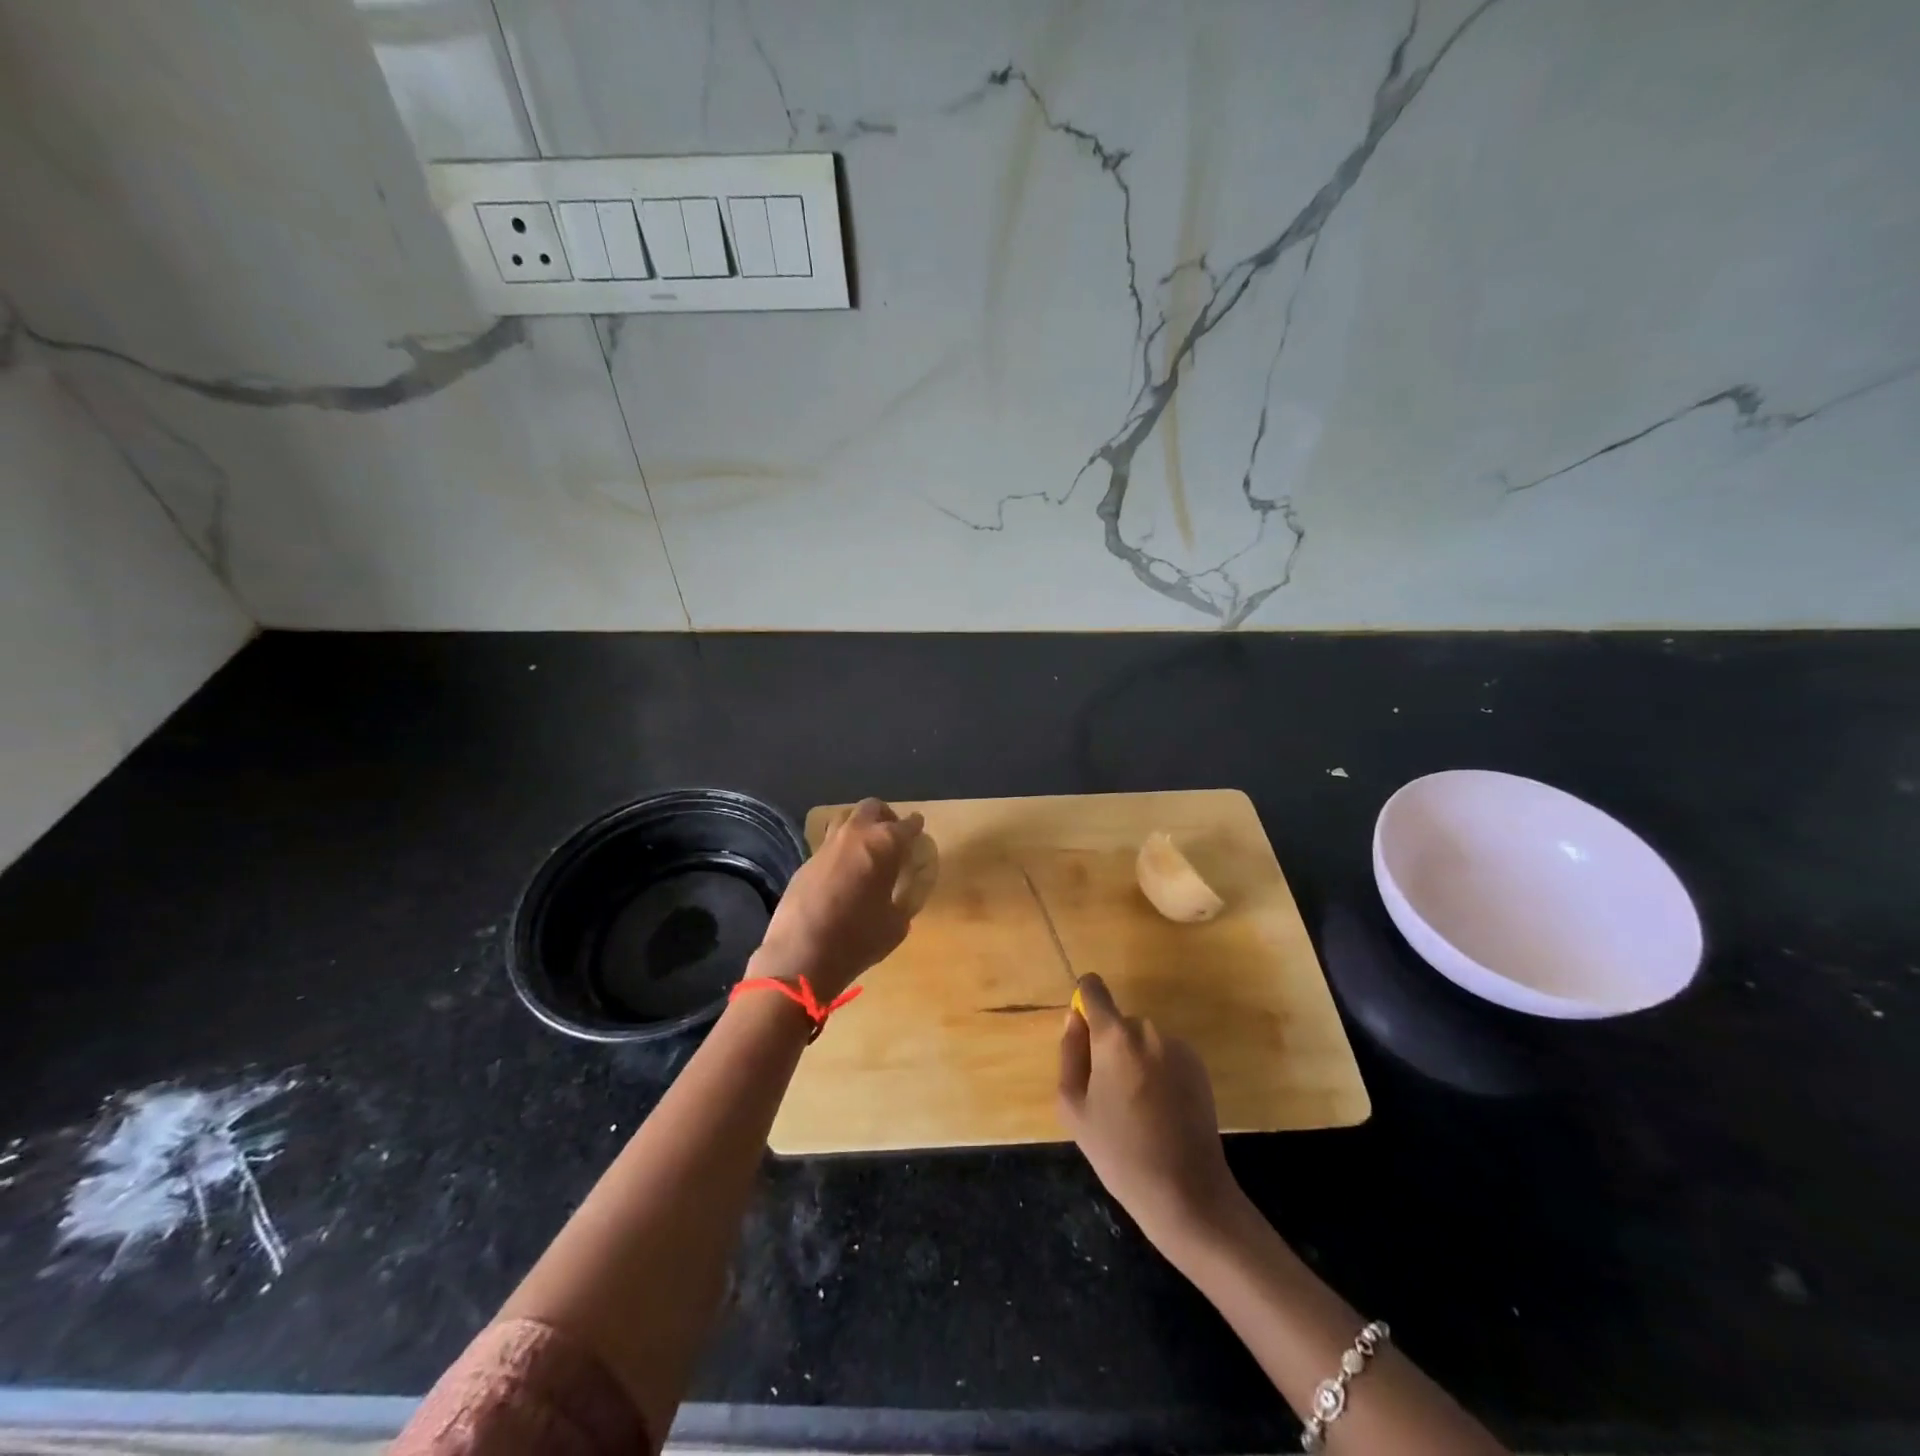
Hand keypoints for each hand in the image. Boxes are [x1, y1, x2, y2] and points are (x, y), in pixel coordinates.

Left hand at [755, 798, 923, 998]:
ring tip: (866, 849)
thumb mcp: (896, 924)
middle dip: (885, 816)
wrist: (801, 954)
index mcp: (884, 845)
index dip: (915, 826)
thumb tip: (899, 895)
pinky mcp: (806, 861)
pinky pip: (828, 845)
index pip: (907, 825)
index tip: (918, 829)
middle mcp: (855, 835)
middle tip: (892, 834)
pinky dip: (840, 850)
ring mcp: (826, 846)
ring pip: (845, 819)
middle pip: (872, 807)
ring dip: (859, 827)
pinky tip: (843, 873)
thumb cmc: (858, 939)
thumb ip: (902, 901)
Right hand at [1057, 973, 1241, 1252]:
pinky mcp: (1199, 1066)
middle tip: (1107, 1094)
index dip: (1083, 1002)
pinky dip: (1158, 1072)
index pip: (1093, 989)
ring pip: (1142, 1041)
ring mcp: (1178, 1047)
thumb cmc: (1119, 1152)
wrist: (1186, 1192)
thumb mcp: (1074, 1107)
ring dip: (1135, 1060)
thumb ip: (1070, 1053)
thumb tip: (1075, 1019)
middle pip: (1118, 1023)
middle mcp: (1148, 1030)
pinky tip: (1161, 1111)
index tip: (1082, 1031)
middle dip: (1109, 1046)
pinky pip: (1166, 1056)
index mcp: (1114, 1037)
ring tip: (1136, 1109)